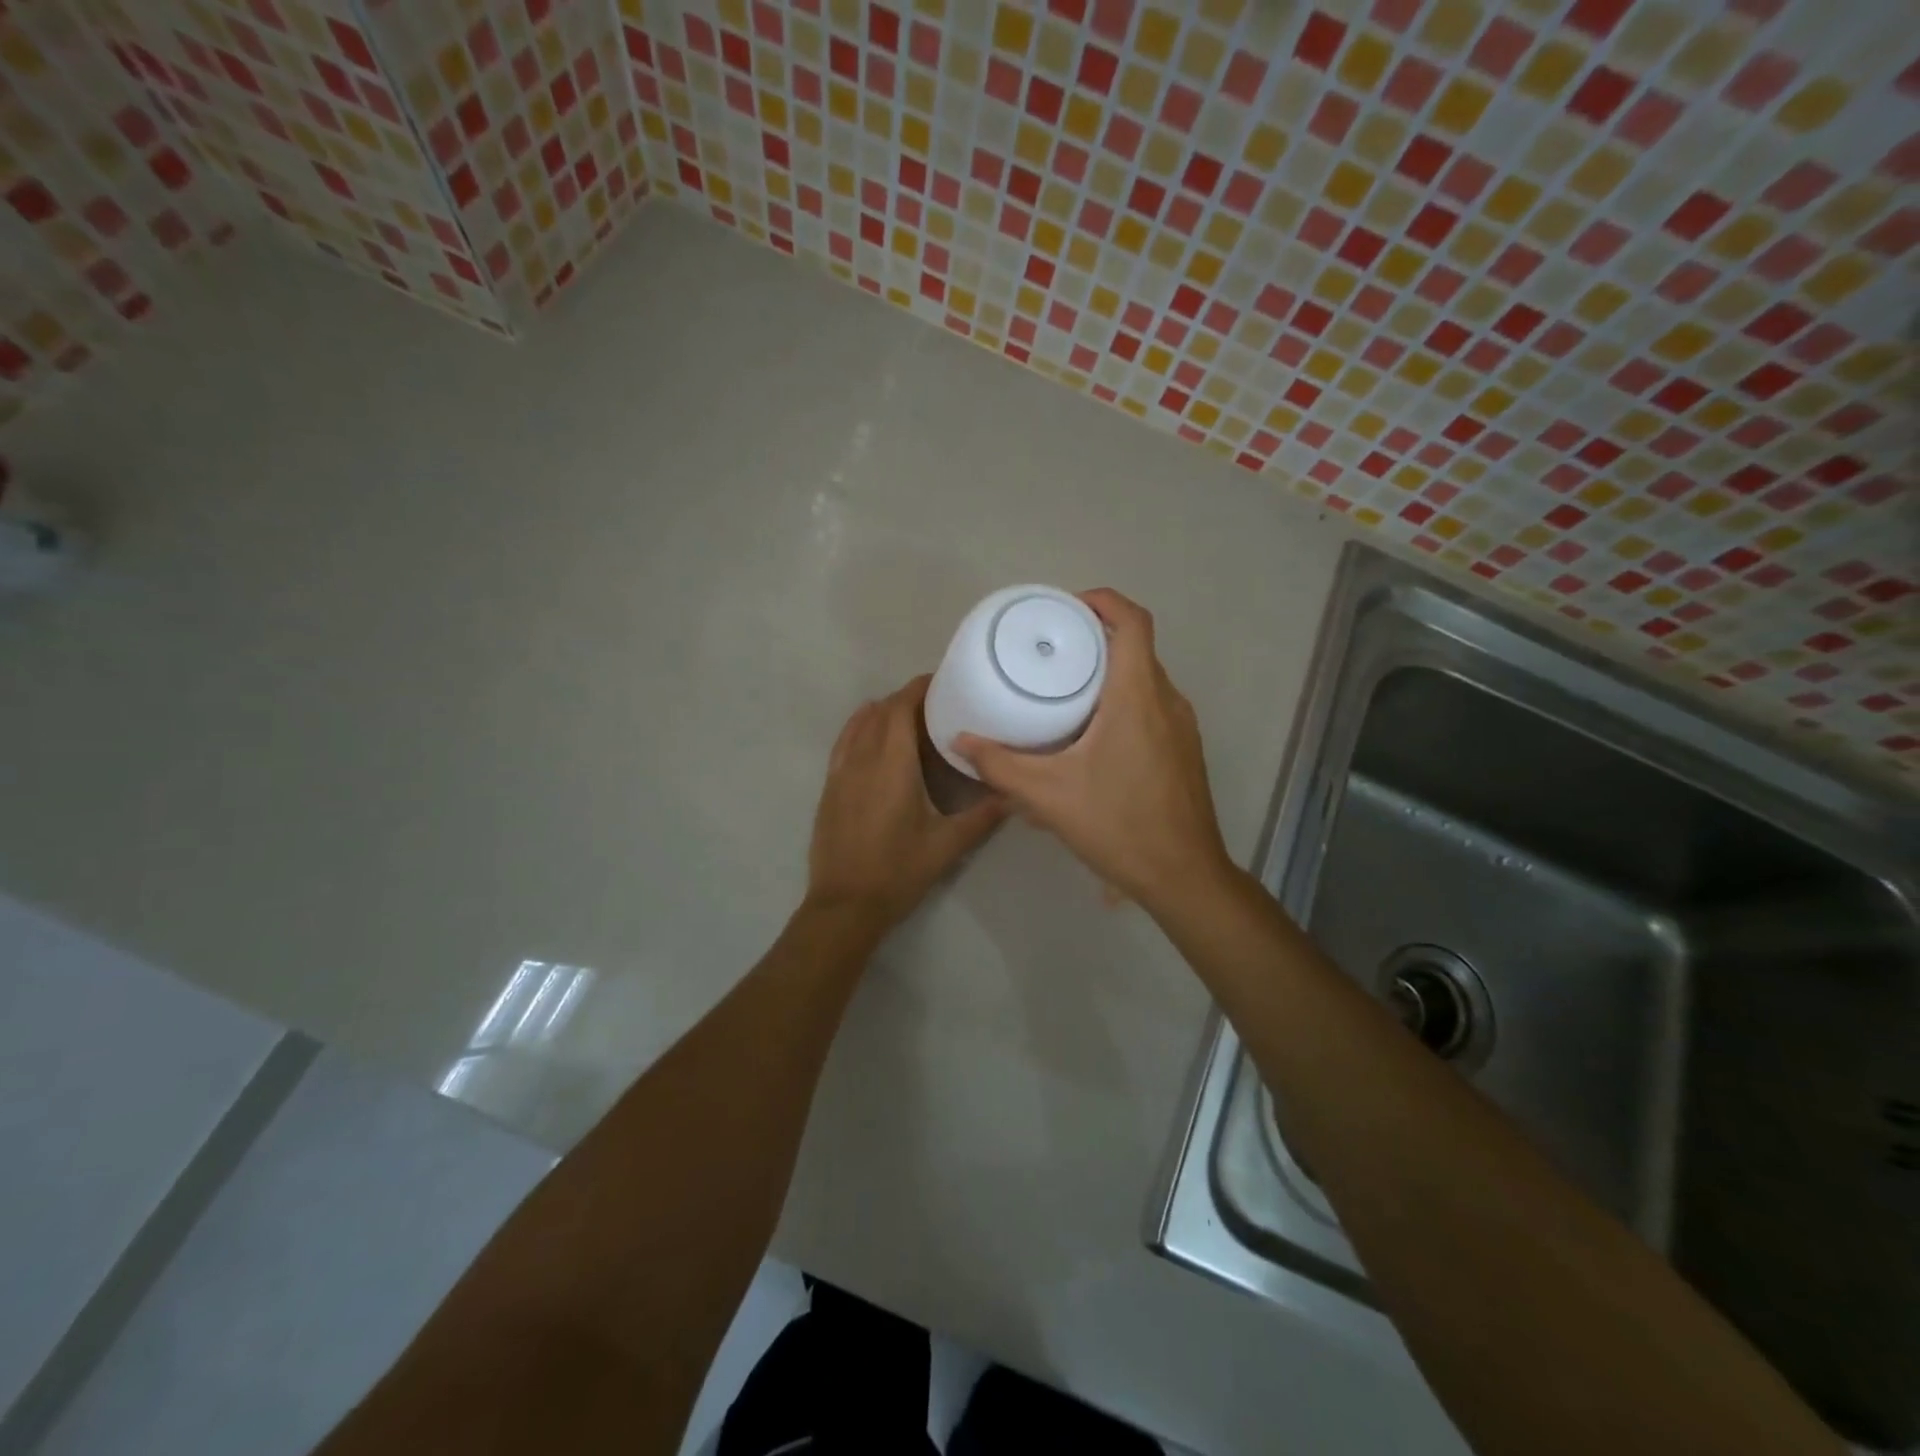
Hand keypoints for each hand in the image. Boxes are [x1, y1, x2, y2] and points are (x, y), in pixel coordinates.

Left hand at [806, 674, 1006, 930]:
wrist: (845, 904)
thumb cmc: (898, 871)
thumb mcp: (947, 846)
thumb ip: (982, 816)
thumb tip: (1014, 794)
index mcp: (892, 765)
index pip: (900, 708)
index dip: (918, 688)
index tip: (941, 682)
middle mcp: (862, 759)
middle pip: (880, 712)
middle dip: (905, 698)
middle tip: (935, 702)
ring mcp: (840, 772)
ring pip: (858, 724)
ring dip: (881, 712)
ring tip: (908, 716)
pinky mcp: (829, 788)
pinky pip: (843, 743)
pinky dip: (859, 729)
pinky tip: (874, 740)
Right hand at [954, 589, 1233, 911]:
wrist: (1183, 876)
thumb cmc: (1118, 825)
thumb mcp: (1048, 796)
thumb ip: (1000, 765)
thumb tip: (959, 741)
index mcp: (1138, 696)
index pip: (1132, 621)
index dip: (1102, 601)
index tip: (1066, 608)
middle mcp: (1167, 700)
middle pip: (1136, 647)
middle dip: (1095, 638)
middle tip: (1050, 652)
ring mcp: (1182, 726)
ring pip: (1145, 678)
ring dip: (1109, 672)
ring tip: (1064, 690)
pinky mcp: (1184, 749)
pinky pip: (1153, 705)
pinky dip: (1123, 700)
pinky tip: (1091, 734)